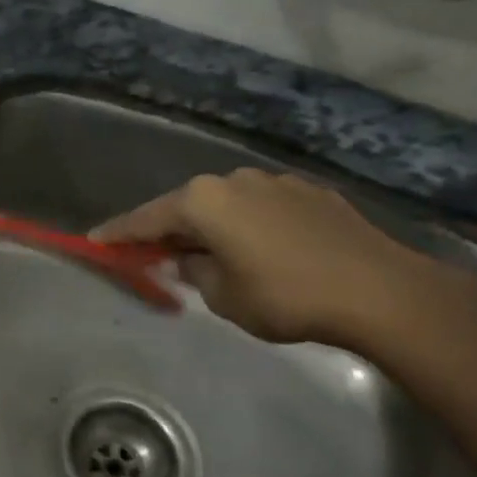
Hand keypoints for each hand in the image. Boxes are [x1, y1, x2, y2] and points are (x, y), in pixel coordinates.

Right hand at [95, 168, 476, 350]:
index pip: (146, 219)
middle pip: (187, 206)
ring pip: (228, 204)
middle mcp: (233, 180)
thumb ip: (195, 272)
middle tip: (159, 255)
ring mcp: (275, 182)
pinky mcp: (311, 192)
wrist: (381, 291)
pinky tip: (266, 251)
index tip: (95, 240)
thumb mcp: (223, 296)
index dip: (119, 234)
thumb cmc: (286, 296)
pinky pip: (263, 208)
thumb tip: (191, 260)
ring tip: (218, 256)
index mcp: (203, 201)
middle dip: (171, 230)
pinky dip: (252, 225)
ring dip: (215, 227)